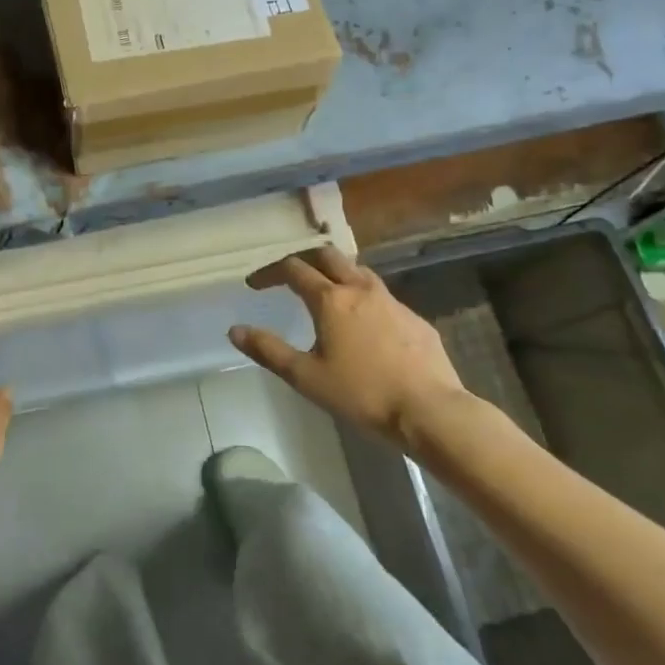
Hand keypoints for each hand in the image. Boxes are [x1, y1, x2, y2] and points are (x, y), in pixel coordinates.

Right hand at [229, 246, 474, 450]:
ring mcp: (392, 301)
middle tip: (288, 275)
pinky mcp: (413, 318)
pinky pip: (381, 296)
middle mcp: (360, 289)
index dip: (269, 272)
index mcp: (331, 300)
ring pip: (358, 271)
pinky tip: (363, 323)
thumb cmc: (362, 393)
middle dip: (303, 259)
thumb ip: (268, 350)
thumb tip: (235, 330)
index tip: (254, 284)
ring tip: (324, 291)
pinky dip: (362, 297)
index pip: (293, 270)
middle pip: (328, 255)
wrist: (429, 409)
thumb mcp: (306, 376)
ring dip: (335, 272)